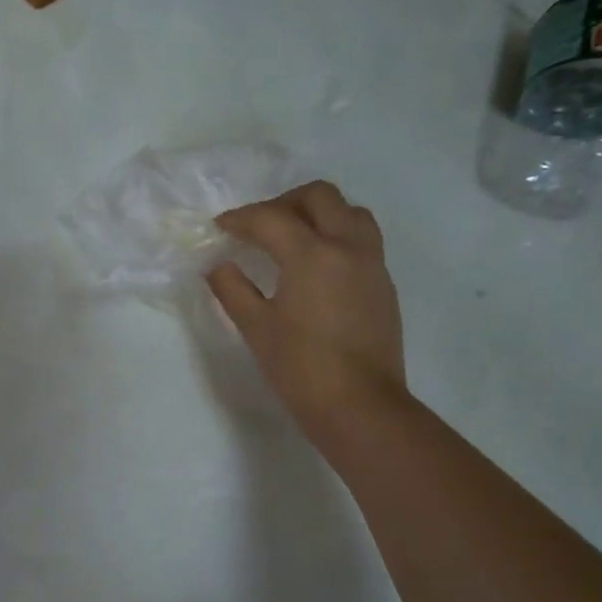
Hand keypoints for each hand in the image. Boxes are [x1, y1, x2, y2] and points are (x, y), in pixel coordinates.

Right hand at [207, 181, 407, 449]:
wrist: (359, 406)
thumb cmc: (300, 368)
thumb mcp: (255, 327)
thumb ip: (232, 288)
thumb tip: (218, 266)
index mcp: (313, 255)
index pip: (271, 218)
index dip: (240, 218)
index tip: (219, 228)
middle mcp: (348, 247)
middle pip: (319, 196)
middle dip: (283, 203)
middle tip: (257, 226)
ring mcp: (372, 264)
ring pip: (349, 212)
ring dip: (317, 213)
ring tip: (291, 238)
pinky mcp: (383, 284)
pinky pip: (361, 239)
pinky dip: (335, 236)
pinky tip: (313, 267)